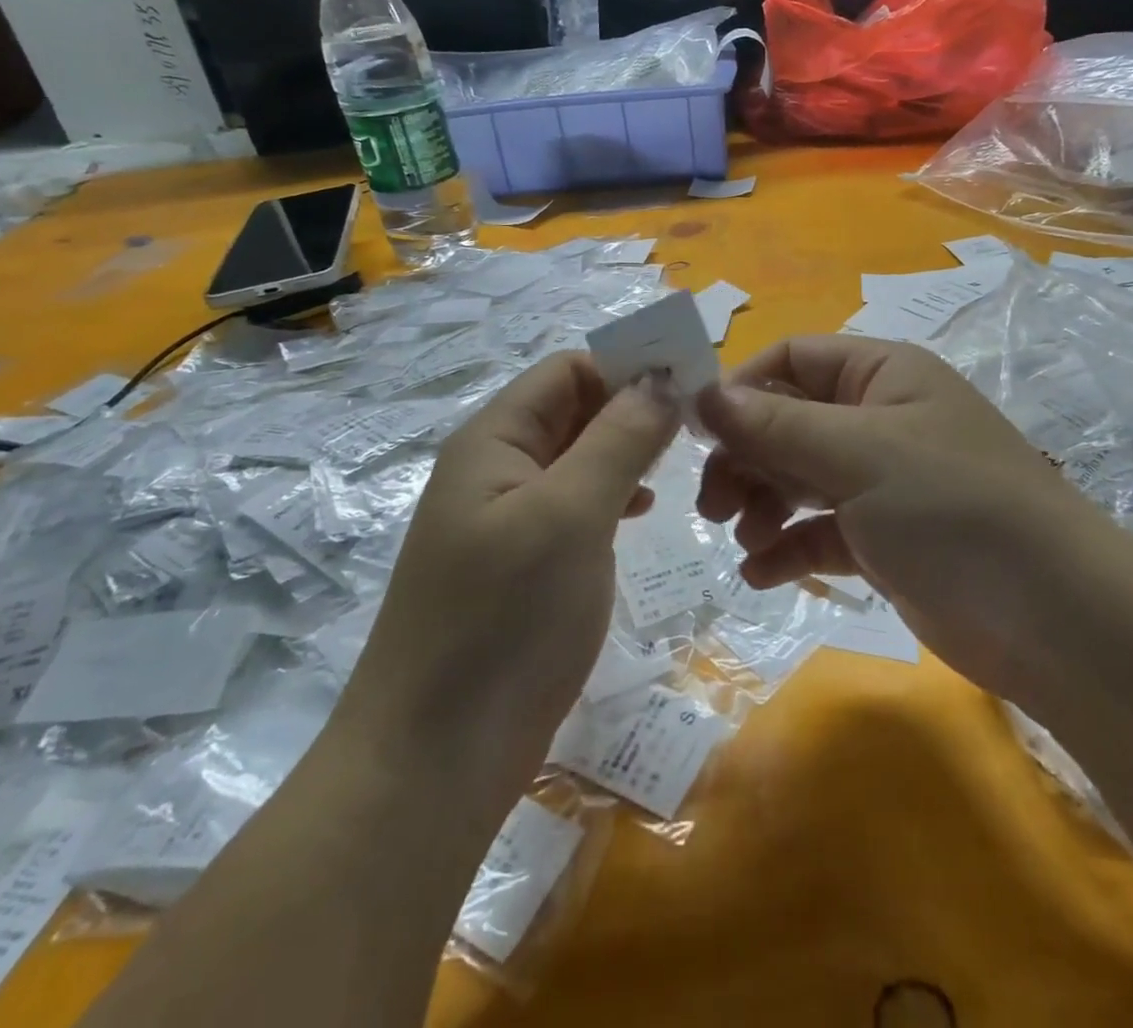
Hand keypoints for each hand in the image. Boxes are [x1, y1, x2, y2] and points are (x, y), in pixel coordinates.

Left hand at [338, 354, 677, 795]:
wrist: (434, 763)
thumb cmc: (504, 621)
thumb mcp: (571, 514)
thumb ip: (620, 438)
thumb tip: (663, 379)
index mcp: (494, 439)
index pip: (569, 370)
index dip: (628, 368)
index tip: (692, 390)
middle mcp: (497, 467)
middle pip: (574, 410)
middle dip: (633, 410)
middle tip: (697, 432)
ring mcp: (507, 518)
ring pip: (578, 458)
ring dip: (627, 453)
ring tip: (676, 471)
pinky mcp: (522, 564)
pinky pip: (574, 504)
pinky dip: (612, 496)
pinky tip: (639, 515)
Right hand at [696, 336, 1115, 701]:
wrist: (1052, 619)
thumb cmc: (952, 508)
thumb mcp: (858, 454)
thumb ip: (776, 424)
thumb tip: (703, 394)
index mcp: (882, 375)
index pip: (793, 357)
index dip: (742, 386)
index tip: (698, 431)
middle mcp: (879, 419)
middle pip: (786, 421)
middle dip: (746, 457)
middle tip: (713, 503)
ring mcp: (881, 482)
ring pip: (797, 477)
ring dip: (761, 504)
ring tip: (745, 539)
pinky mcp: (882, 540)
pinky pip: (817, 531)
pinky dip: (787, 547)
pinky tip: (760, 574)